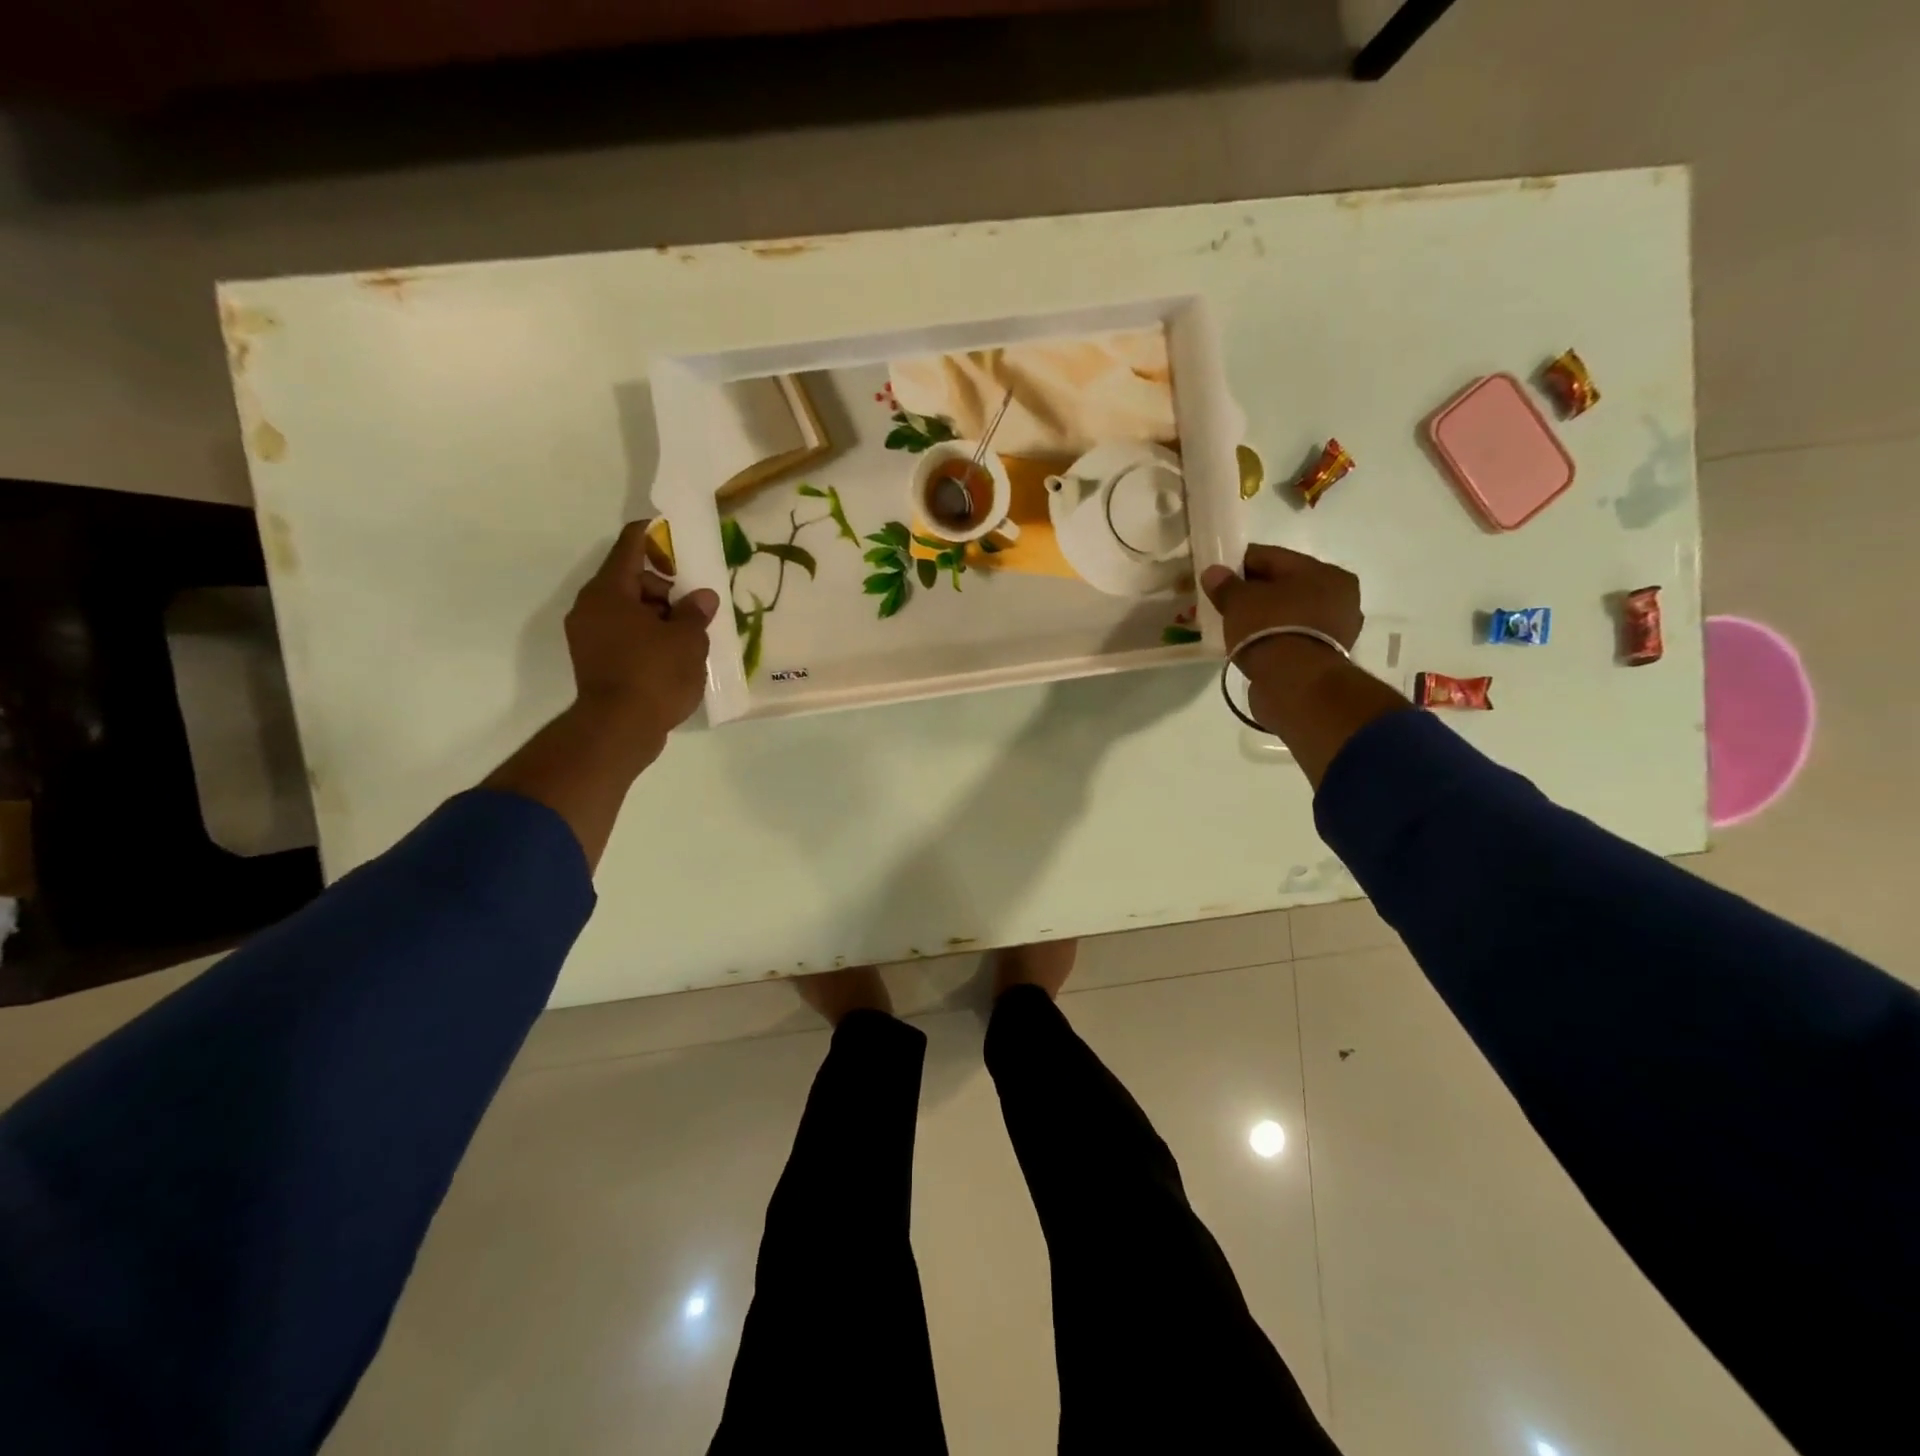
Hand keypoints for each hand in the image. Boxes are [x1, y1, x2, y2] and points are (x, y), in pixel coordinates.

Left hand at [566, 520, 719, 741]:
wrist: (619, 729)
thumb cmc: (654, 674)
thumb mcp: (686, 640)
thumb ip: (694, 612)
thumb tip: (701, 597)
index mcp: (608, 592)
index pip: (629, 546)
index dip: (652, 535)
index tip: (672, 531)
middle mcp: (591, 608)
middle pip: (630, 581)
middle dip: (665, 588)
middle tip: (695, 607)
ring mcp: (589, 636)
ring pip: (628, 611)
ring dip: (658, 615)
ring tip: (689, 636)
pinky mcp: (594, 661)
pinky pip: (624, 635)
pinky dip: (647, 636)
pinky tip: (673, 654)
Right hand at [1201, 545, 1405, 784]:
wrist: (1295, 686)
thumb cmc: (1270, 630)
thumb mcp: (1239, 602)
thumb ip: (1225, 585)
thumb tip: (1213, 572)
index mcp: (1324, 572)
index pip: (1272, 557)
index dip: (1238, 563)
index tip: (1215, 574)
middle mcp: (1339, 596)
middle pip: (1284, 585)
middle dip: (1253, 592)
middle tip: (1222, 602)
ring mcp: (1336, 629)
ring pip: (1289, 613)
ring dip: (1263, 617)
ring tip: (1234, 625)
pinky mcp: (1326, 657)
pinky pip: (1292, 637)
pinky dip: (1272, 637)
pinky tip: (1250, 644)